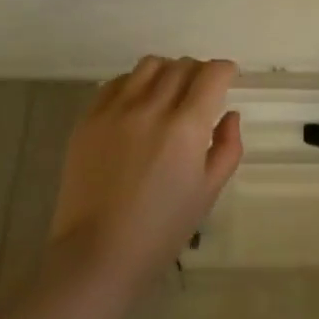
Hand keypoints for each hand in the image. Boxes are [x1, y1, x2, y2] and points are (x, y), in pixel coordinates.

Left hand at [49, 56, 243, 289]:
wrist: (98, 253)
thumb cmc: (162, 230)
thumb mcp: (208, 191)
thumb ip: (227, 147)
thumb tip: (229, 114)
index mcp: (186, 127)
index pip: (212, 74)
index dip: (225, 70)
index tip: (228, 78)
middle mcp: (151, 108)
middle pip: (182, 65)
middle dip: (199, 72)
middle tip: (201, 91)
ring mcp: (115, 110)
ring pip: (149, 65)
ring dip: (167, 71)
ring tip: (168, 93)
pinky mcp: (89, 118)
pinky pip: (117, 83)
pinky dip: (135, 84)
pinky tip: (137, 105)